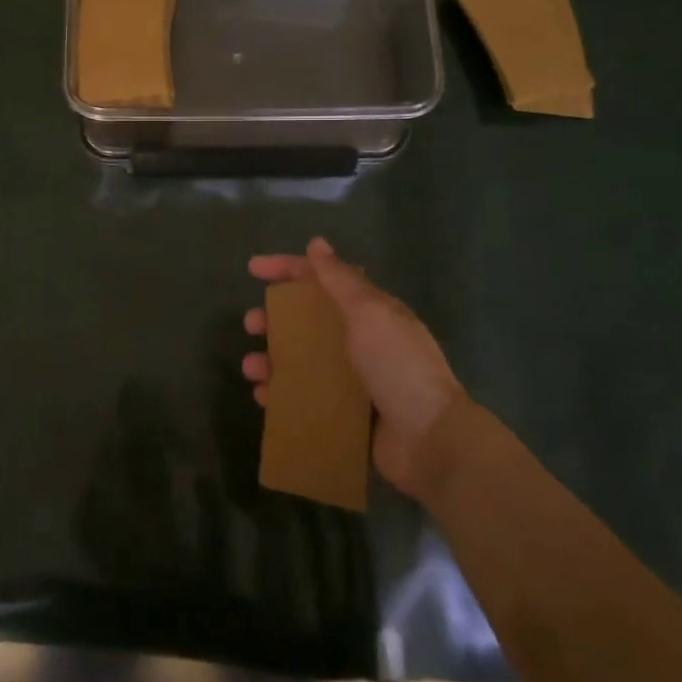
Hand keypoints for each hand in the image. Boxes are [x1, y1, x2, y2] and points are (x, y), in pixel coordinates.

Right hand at [243, 238, 468, 497]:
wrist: (430, 438)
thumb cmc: (398, 366)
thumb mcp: (370, 314)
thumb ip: (340, 280)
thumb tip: (317, 243)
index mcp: (369, 312)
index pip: (322, 279)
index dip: (287, 269)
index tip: (253, 269)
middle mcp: (360, 341)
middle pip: (307, 321)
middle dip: (275, 319)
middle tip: (251, 325)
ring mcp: (353, 380)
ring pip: (301, 360)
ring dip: (272, 359)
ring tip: (251, 368)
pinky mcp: (346, 415)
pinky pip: (305, 398)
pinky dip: (282, 395)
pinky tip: (263, 397)